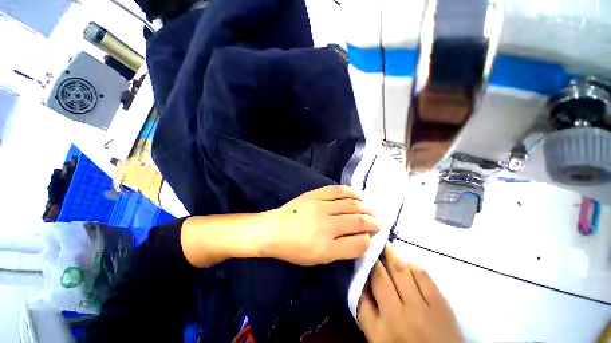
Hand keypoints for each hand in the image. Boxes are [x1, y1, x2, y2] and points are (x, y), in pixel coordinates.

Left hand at [263, 185, 378, 265]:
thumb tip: (361, 239)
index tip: (372, 236)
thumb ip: (341, 251)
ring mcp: (320, 206)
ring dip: (365, 207)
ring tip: (371, 209)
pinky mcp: (315, 194)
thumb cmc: (294, 249)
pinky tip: (359, 194)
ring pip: (351, 205)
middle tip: (379, 221)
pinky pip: (337, 190)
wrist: (273, 230)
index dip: (369, 240)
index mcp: (327, 248)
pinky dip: (351, 192)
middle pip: (358, 222)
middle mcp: (327, 226)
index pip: (359, 243)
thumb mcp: (318, 259)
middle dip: (372, 222)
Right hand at [358, 245, 462, 342]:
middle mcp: (396, 317)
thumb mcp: (381, 342)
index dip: (358, 274)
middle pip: (378, 277)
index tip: (358, 261)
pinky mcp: (440, 305)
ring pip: (399, 270)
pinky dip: (412, 265)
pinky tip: (408, 264)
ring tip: (385, 245)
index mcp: (378, 332)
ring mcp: (420, 309)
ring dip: (390, 254)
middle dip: (372, 258)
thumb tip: (362, 285)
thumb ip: (369, 315)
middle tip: (370, 246)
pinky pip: (422, 275)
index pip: (359, 294)